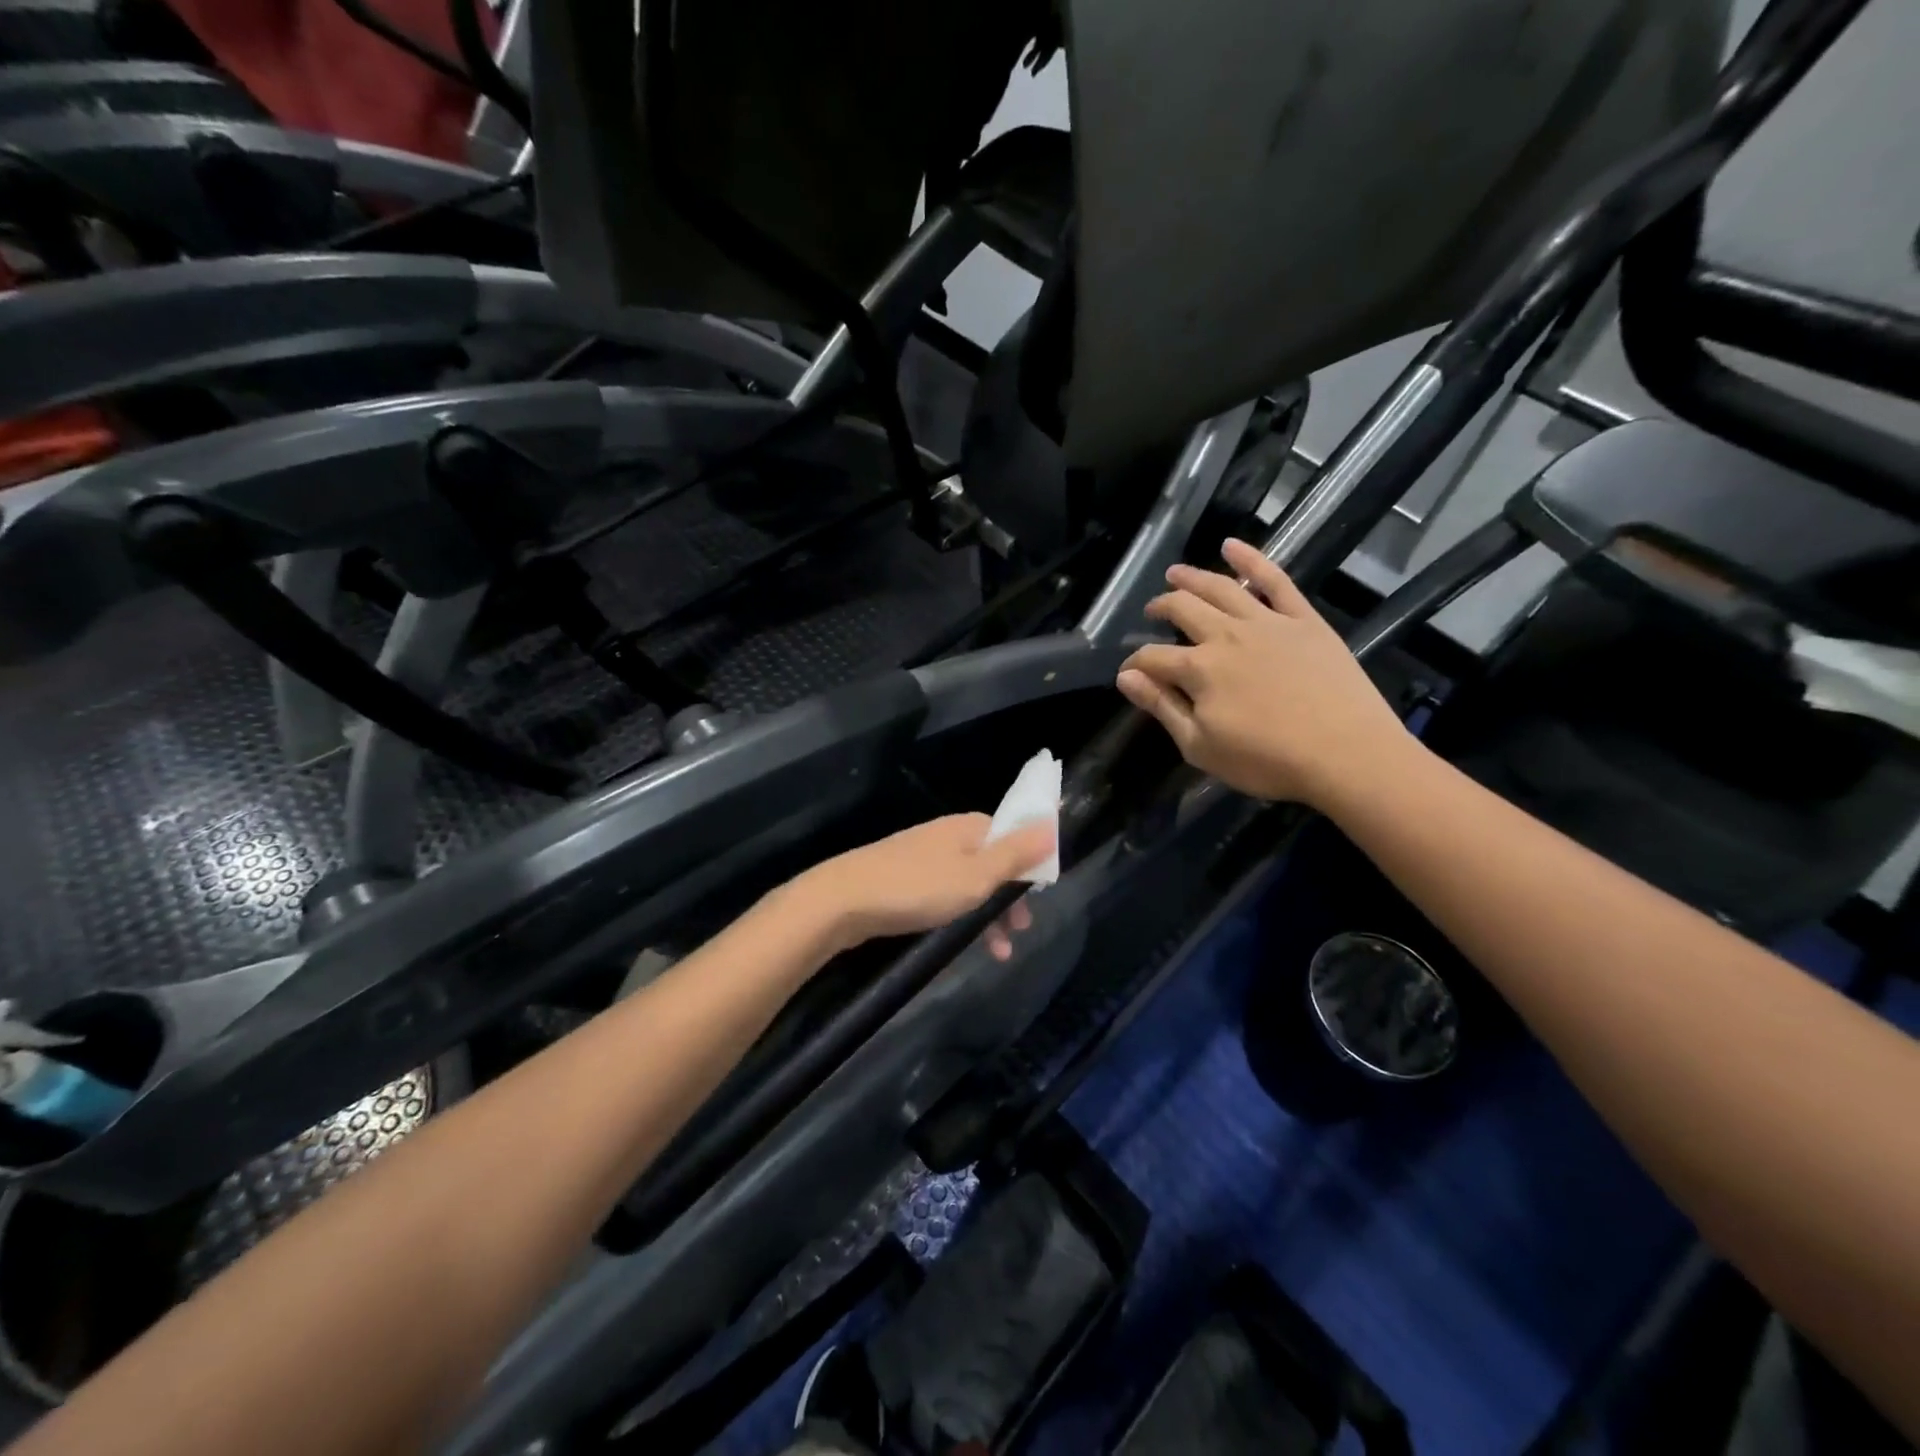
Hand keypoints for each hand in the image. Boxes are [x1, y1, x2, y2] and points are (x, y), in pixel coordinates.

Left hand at [800, 814, 1054, 959]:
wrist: (843, 901)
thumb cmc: (918, 888)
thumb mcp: (977, 875)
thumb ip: (1015, 853)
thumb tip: (1052, 822)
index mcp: (967, 827)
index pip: (1011, 833)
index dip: (1029, 861)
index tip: (1040, 893)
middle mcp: (946, 836)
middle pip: (991, 860)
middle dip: (1010, 896)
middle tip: (1022, 929)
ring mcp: (922, 857)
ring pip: (968, 882)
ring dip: (988, 914)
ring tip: (1000, 952)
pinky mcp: (902, 880)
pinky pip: (944, 894)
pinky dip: (960, 915)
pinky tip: (961, 942)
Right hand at [1116, 538, 1412, 808]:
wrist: (1348, 754)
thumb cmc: (1268, 760)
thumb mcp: (1201, 747)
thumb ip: (1162, 708)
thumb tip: (1126, 678)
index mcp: (1198, 670)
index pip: (1151, 658)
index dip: (1134, 664)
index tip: (1128, 673)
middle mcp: (1226, 635)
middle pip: (1182, 610)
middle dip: (1160, 608)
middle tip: (1152, 611)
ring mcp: (1267, 622)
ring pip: (1220, 587)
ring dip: (1192, 576)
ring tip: (1175, 572)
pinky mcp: (1303, 619)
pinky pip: (1275, 579)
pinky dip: (1251, 558)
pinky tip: (1231, 545)